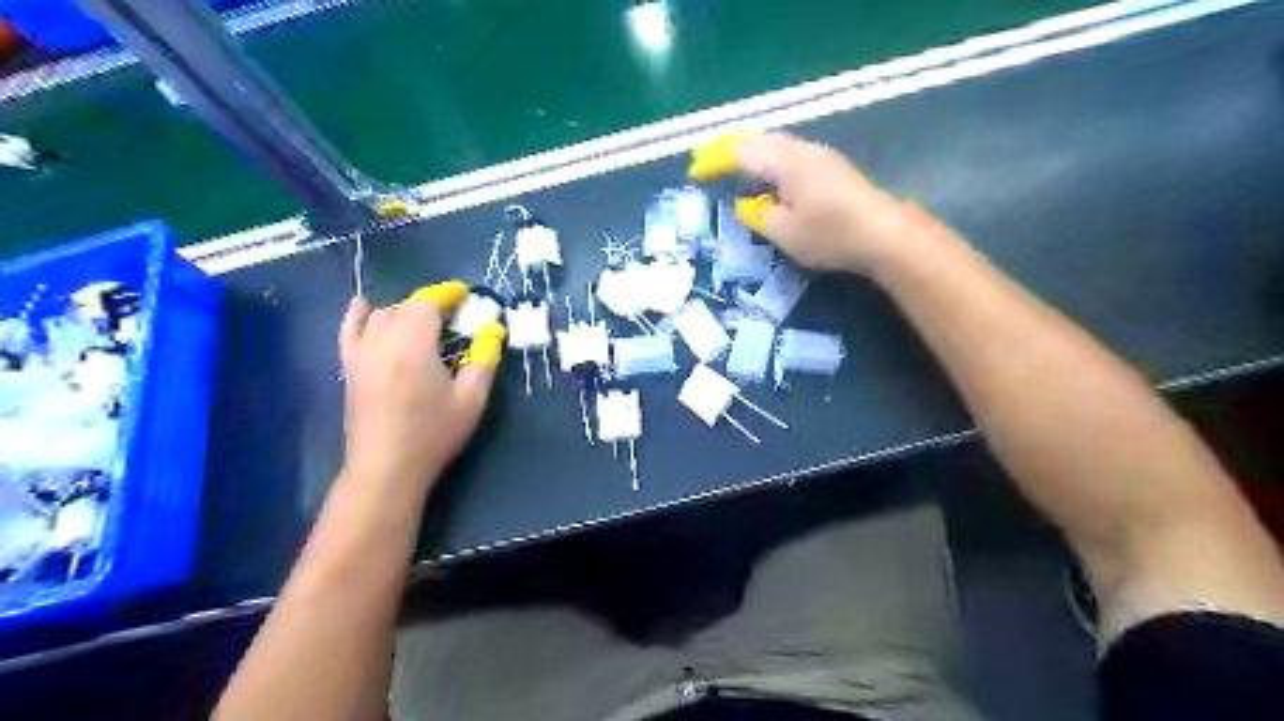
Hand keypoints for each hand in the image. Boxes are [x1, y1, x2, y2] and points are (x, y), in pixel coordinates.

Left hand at [338, 294, 499, 488]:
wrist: (387, 468)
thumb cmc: (434, 434)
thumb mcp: (471, 399)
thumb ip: (484, 359)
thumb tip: (493, 330)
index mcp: (414, 345)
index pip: (426, 303)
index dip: (446, 294)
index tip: (465, 294)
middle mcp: (383, 342)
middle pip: (404, 307)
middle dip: (430, 304)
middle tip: (454, 315)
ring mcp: (361, 355)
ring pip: (381, 316)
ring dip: (404, 311)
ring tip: (425, 323)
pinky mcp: (350, 369)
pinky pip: (349, 332)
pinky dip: (357, 316)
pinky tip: (363, 306)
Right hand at [732, 133, 933, 275]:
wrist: (884, 234)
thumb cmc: (830, 234)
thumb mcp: (784, 233)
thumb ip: (757, 215)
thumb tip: (746, 204)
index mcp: (784, 162)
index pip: (741, 153)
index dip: (716, 161)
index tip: (697, 172)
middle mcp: (801, 150)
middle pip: (760, 142)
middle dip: (733, 152)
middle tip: (713, 167)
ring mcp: (820, 156)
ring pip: (777, 146)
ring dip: (754, 156)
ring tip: (738, 172)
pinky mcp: (832, 167)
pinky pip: (791, 156)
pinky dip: (772, 163)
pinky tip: (772, 180)